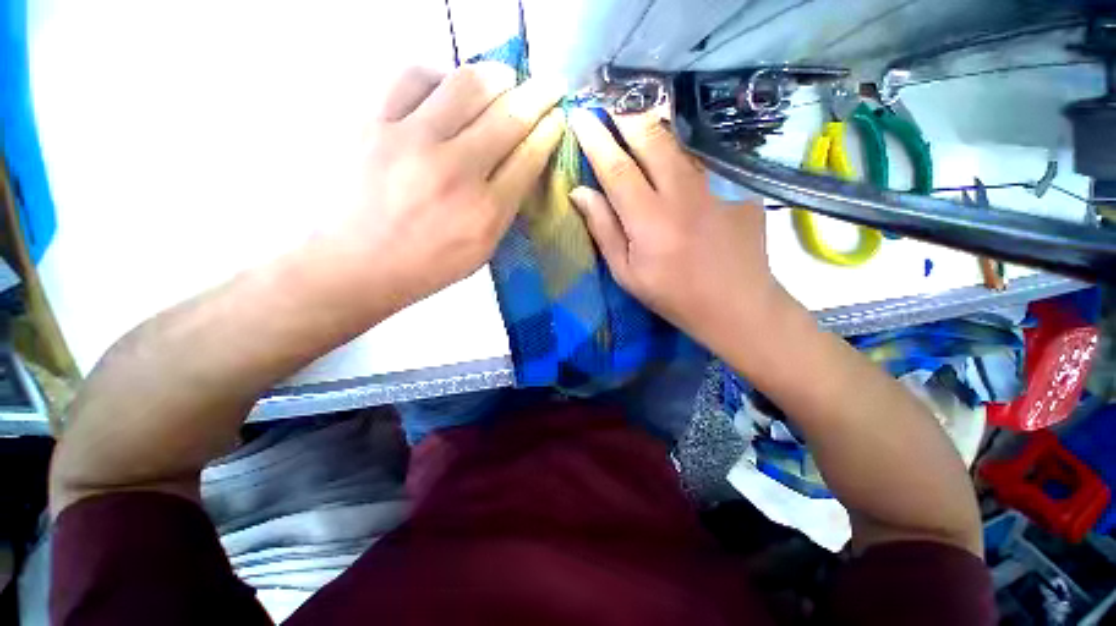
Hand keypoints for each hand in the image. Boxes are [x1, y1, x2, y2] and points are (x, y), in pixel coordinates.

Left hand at [325, 63, 565, 313]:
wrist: (356, 266)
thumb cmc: (426, 267)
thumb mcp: (481, 251)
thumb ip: (504, 210)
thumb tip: (520, 166)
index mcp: (486, 211)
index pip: (529, 157)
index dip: (549, 131)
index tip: (557, 118)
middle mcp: (456, 171)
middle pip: (509, 116)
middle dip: (539, 95)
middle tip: (550, 84)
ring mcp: (413, 142)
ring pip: (467, 85)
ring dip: (496, 76)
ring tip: (504, 78)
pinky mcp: (374, 124)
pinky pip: (413, 77)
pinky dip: (439, 75)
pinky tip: (445, 86)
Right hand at [568, 107, 792, 349]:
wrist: (736, 304)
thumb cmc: (672, 294)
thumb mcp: (626, 272)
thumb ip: (603, 229)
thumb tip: (580, 192)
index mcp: (649, 220)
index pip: (615, 167)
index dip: (595, 139)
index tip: (580, 116)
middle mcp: (681, 193)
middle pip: (651, 138)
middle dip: (625, 117)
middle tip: (609, 110)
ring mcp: (715, 185)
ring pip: (678, 141)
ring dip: (653, 129)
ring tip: (636, 125)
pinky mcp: (737, 185)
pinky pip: (701, 158)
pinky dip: (680, 151)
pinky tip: (674, 158)